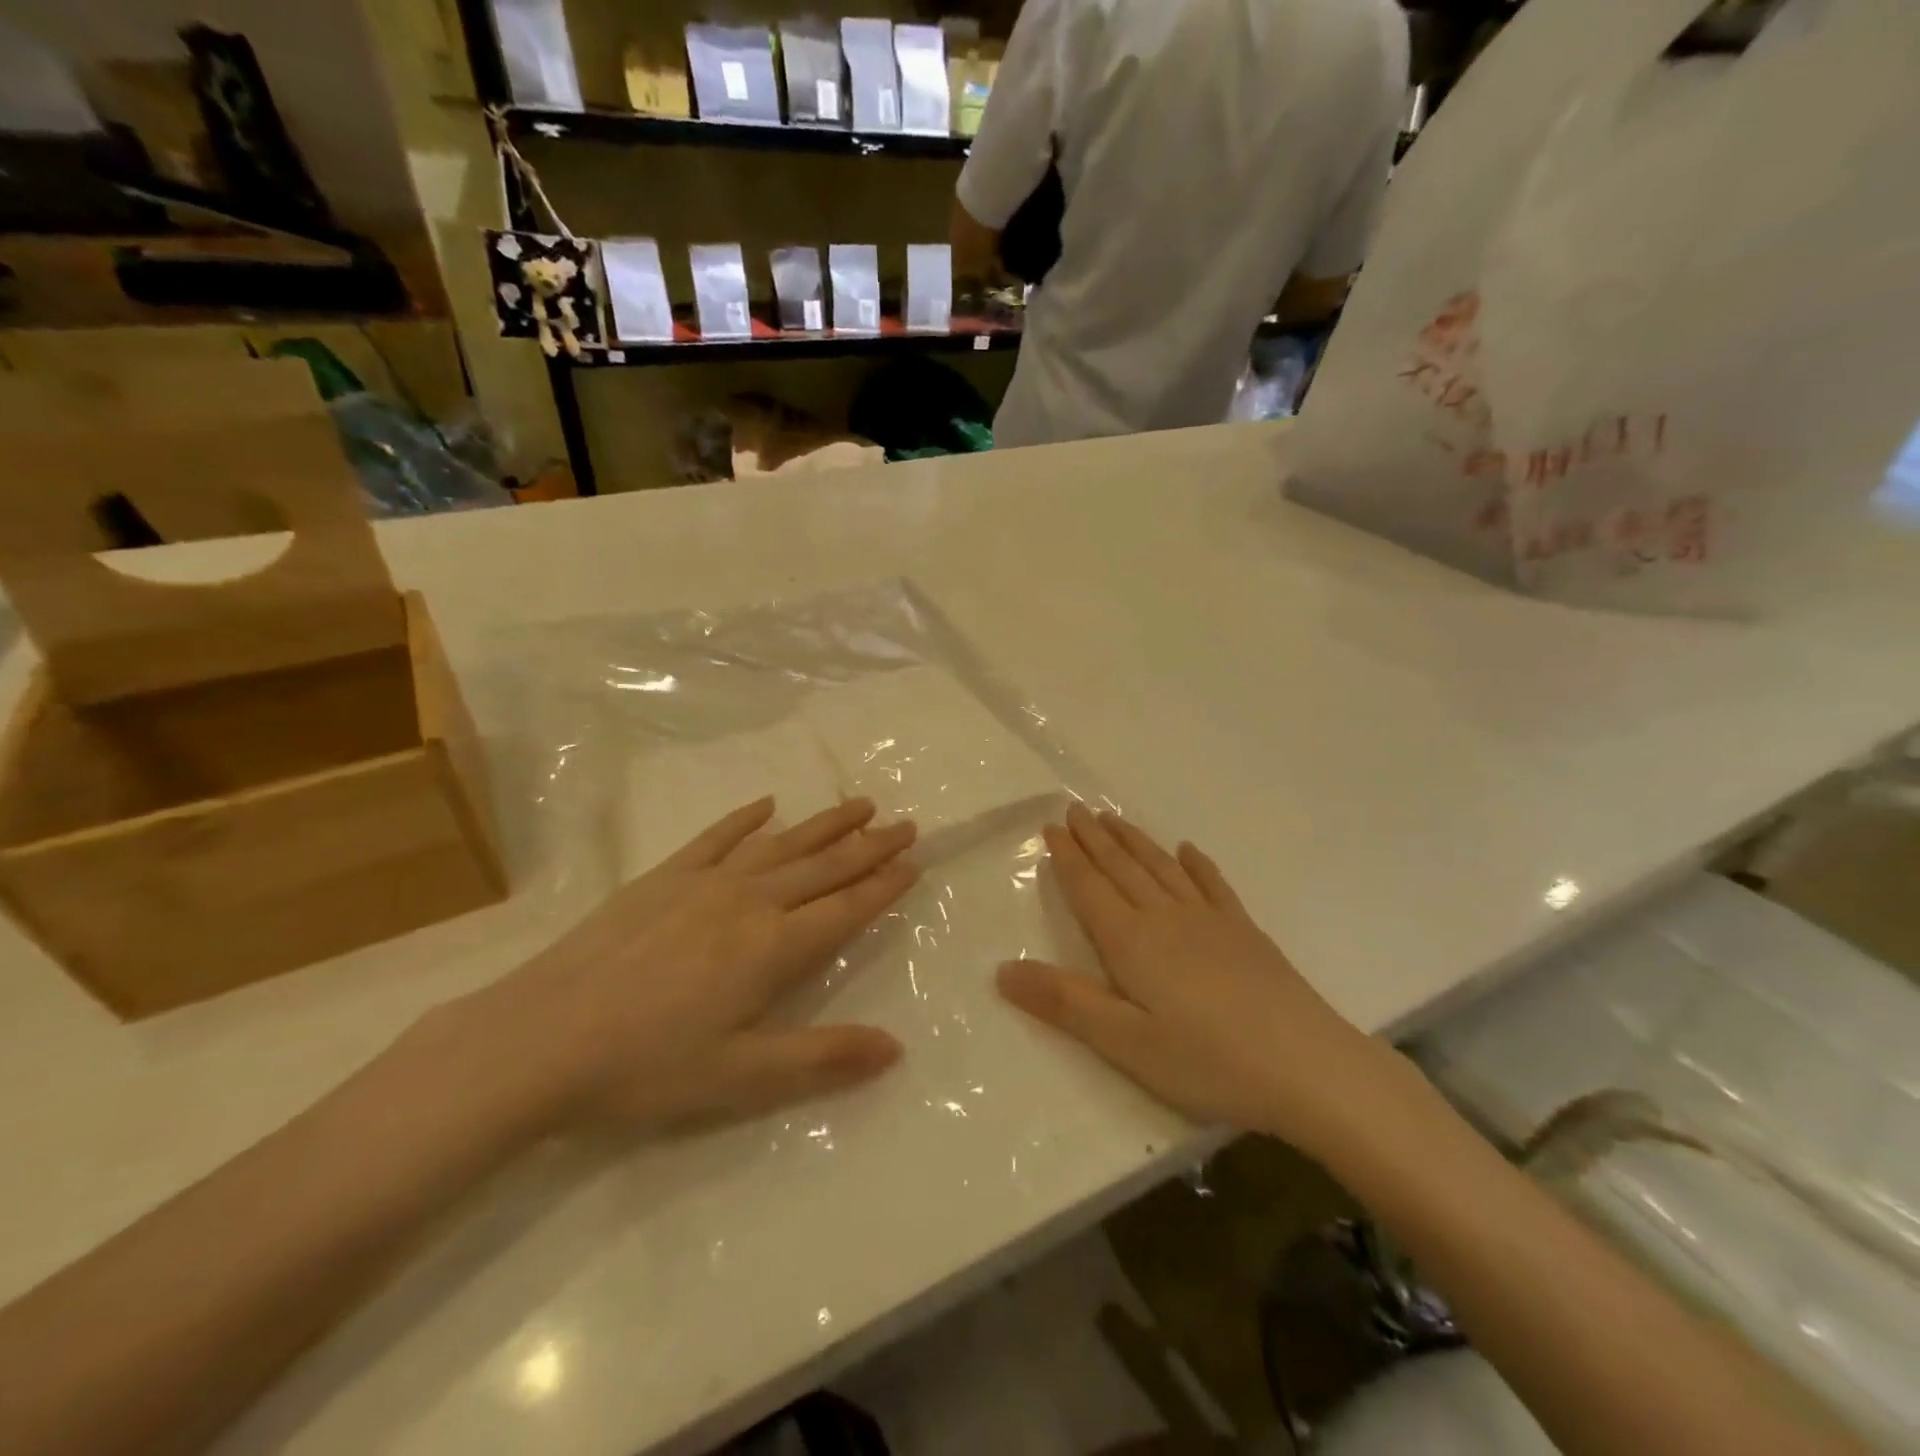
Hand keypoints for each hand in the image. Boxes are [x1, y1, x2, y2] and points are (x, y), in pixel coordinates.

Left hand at [465, 796, 918, 1129]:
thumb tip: (896, 1047)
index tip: (914, 862)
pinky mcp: (664, 877)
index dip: (883, 886)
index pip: (845, 908)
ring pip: (781, 844)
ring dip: (824, 824)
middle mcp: (750, 902)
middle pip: (824, 867)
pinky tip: (766, 804)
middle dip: (870, 846)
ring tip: (859, 804)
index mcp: (774, 948)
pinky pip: (717, 837)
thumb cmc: (647, 1067)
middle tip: (906, 824)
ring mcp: (705, 883)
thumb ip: (823, 1057)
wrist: (540, 1038)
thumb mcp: (742, 1077)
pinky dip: (745, 819)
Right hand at [997, 805, 1404, 1156]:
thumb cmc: (1206, 1061)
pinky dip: (1197, 865)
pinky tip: (1189, 850)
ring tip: (1114, 817)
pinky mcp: (1244, 933)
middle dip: (1095, 838)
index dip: (1068, 858)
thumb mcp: (1124, 1042)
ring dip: (1134, 840)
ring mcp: (1210, 921)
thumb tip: (1001, 970)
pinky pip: (1213, 885)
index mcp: (1131, 941)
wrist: (1307, 1066)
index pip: (1090, 888)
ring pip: (1162, 867)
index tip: (1051, 827)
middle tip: (1075, 808)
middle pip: (1123, 867)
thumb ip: (1064, 1002)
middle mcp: (1166, 917)